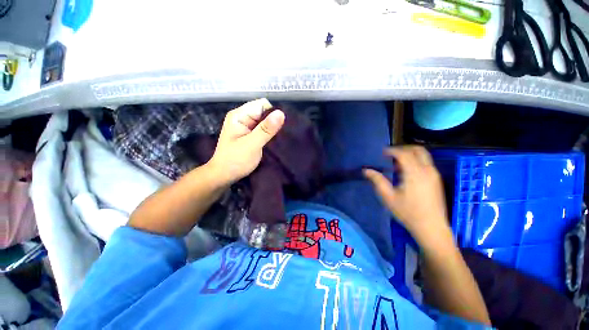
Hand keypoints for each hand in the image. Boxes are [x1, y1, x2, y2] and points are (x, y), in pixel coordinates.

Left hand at [207, 99, 284, 184]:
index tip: (283, 124)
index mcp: (239, 115)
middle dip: (274, 121)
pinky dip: (270, 134)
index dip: (274, 112)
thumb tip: (281, 113)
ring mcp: (247, 127)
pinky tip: (276, 140)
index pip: (262, 105)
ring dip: (273, 128)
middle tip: (284, 133)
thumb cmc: (235, 161)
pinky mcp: (251, 135)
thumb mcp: (252, 145)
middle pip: (264, 112)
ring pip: (265, 121)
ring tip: (282, 137)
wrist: (224, 176)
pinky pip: (264, 130)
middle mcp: (243, 118)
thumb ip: (266, 129)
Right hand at [363, 146, 450, 242]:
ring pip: (424, 155)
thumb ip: (377, 181)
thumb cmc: (408, 212)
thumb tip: (366, 170)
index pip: (403, 154)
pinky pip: (426, 163)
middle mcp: (427, 170)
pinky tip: (406, 172)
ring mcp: (434, 174)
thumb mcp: (388, 197)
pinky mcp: (437, 180)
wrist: (431, 227)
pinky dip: (415, 161)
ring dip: (409, 155)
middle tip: (390, 155)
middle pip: (417, 150)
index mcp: (415, 173)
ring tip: (396, 164)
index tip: (382, 153)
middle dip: (403, 149)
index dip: (392, 151)